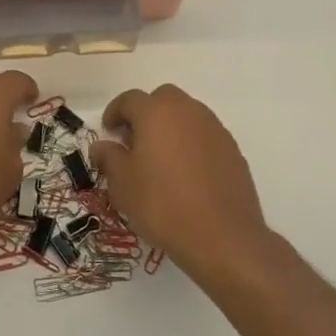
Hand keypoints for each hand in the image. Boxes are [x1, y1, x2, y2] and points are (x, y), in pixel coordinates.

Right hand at [91, 84, 272, 277]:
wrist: (222, 237)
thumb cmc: (162, 205)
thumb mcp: (123, 184)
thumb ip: (109, 157)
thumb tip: (102, 145)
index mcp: (156, 113)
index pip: (130, 99)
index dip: (115, 112)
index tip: (108, 132)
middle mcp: (188, 112)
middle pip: (163, 98)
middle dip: (146, 113)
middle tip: (134, 141)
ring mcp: (214, 129)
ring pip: (187, 115)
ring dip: (170, 127)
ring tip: (160, 159)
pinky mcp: (232, 150)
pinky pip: (204, 135)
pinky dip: (191, 144)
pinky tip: (185, 174)